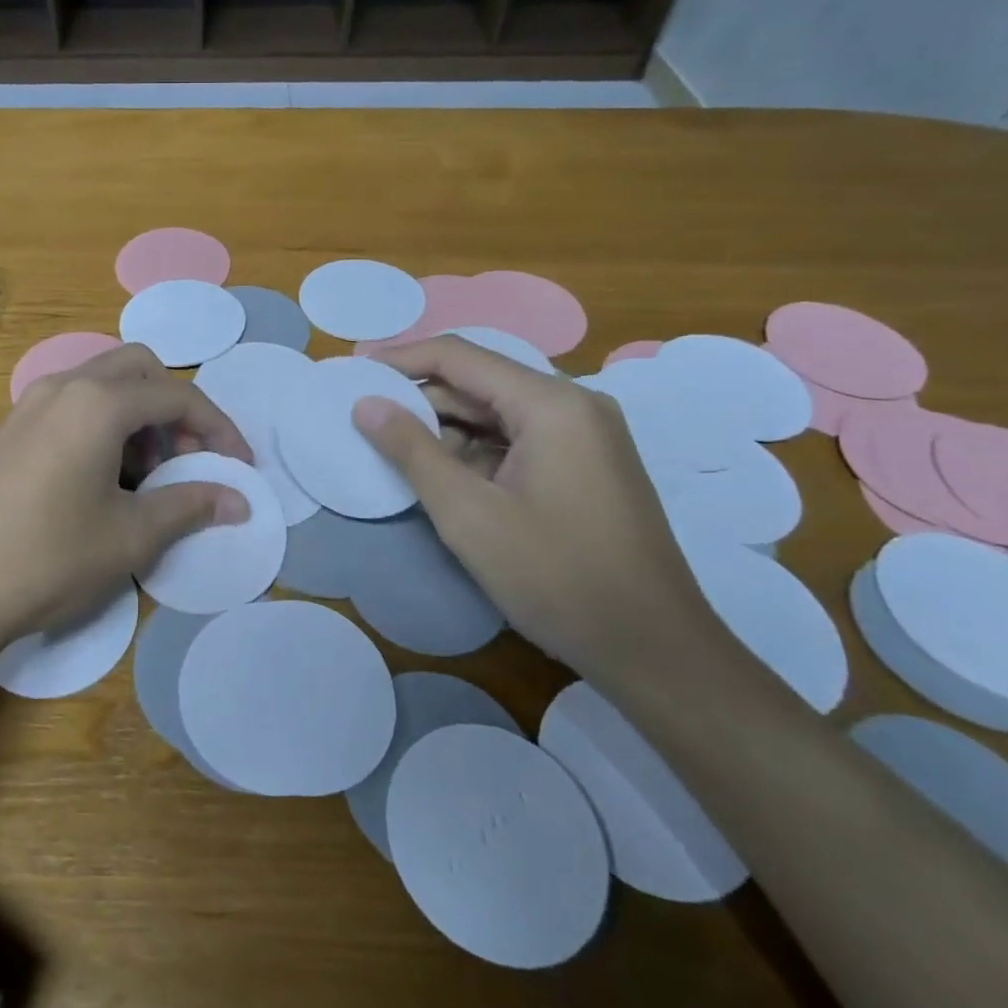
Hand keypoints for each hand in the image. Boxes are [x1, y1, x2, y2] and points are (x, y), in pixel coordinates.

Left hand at [0, 343, 253, 657]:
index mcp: (98, 402)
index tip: (239, 467)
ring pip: (105, 384)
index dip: (218, 429)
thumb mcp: (131, 536)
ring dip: (140, 417)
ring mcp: (32, 403)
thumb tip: (239, 499)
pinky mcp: (13, 428)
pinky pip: (75, 405)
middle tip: (187, 461)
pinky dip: (106, 426)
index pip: (178, 396)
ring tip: (146, 479)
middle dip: (176, 410)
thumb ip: (191, 505)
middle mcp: (65, 386)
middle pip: (140, 370)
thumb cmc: (48, 558)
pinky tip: (104, 481)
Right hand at [352, 337, 725, 693]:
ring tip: (394, 451)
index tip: (353, 371)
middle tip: (365, 418)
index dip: (400, 360)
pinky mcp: (587, 465)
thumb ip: (411, 450)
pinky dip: (476, 452)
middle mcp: (573, 405)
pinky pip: (518, 440)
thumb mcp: (467, 514)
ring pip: (497, 413)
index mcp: (551, 403)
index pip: (459, 357)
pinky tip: (444, 477)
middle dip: (421, 399)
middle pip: (479, 382)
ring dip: (446, 429)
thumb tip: (365, 404)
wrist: (654, 650)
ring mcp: (585, 436)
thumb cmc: (555, 576)